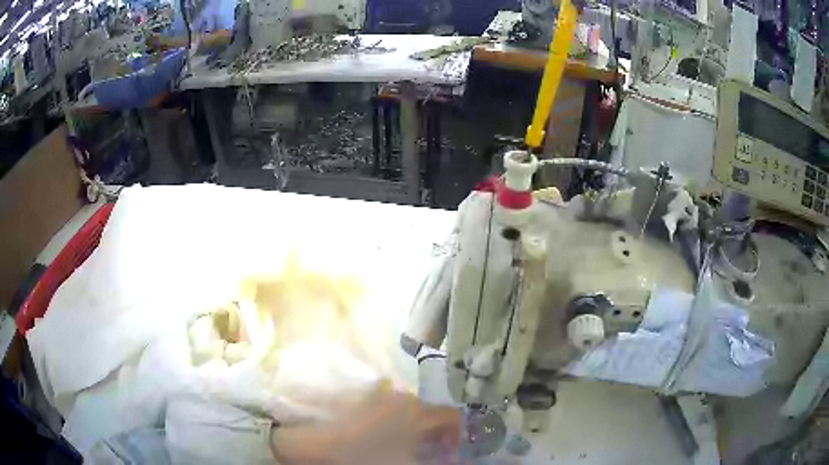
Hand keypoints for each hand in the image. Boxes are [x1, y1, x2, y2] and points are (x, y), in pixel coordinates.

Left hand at [271, 391, 460, 464]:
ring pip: (412, 413)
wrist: (315, 447)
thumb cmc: (365, 458)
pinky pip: (392, 411)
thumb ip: (433, 460)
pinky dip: (399, 426)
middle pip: (432, 414)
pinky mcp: (363, 401)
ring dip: (419, 431)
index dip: (458, 436)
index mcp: (417, 411)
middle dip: (438, 436)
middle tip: (434, 455)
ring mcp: (380, 397)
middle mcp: (402, 397)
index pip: (452, 416)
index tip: (453, 454)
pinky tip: (389, 442)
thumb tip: (451, 459)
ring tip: (412, 451)